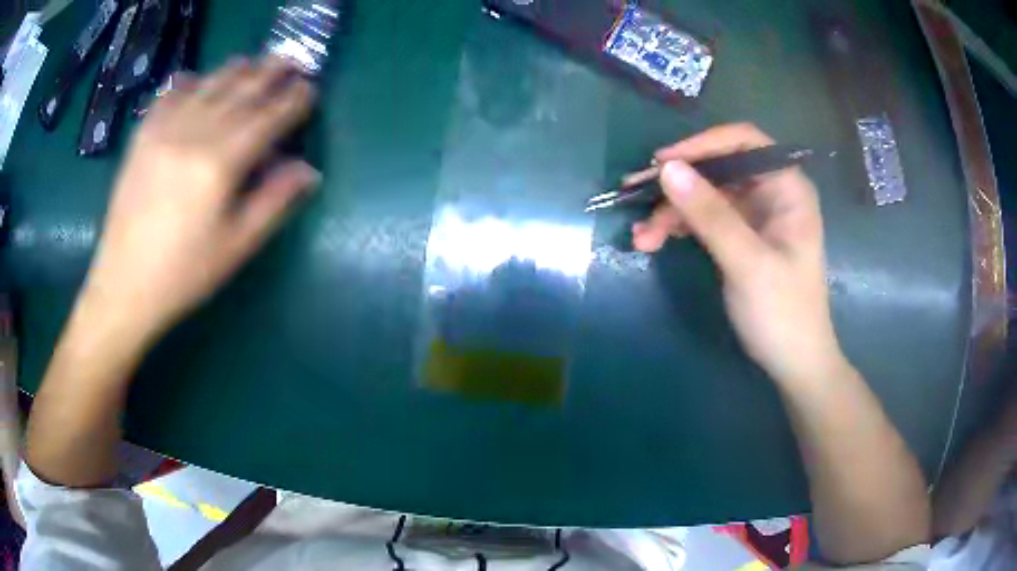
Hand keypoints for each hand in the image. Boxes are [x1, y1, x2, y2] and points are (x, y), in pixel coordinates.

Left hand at [82, 56, 318, 340]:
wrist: (124, 286)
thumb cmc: (183, 274)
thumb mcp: (235, 247)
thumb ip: (274, 202)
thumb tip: (308, 170)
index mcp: (221, 164)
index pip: (268, 118)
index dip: (293, 101)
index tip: (310, 90)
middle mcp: (195, 134)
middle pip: (241, 91)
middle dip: (271, 73)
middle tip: (291, 61)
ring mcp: (165, 129)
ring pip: (210, 83)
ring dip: (237, 70)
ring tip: (254, 63)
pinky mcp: (143, 135)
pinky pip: (170, 93)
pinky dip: (189, 81)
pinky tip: (197, 79)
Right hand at [633, 124, 844, 386]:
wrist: (793, 363)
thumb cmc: (783, 312)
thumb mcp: (747, 263)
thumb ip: (710, 215)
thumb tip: (667, 168)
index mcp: (787, 188)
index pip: (744, 142)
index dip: (702, 145)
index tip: (663, 162)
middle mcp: (771, 193)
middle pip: (718, 168)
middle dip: (678, 184)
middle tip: (635, 194)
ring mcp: (754, 215)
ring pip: (706, 195)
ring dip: (672, 211)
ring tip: (642, 237)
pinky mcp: (739, 237)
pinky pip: (704, 219)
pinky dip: (679, 228)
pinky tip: (655, 241)